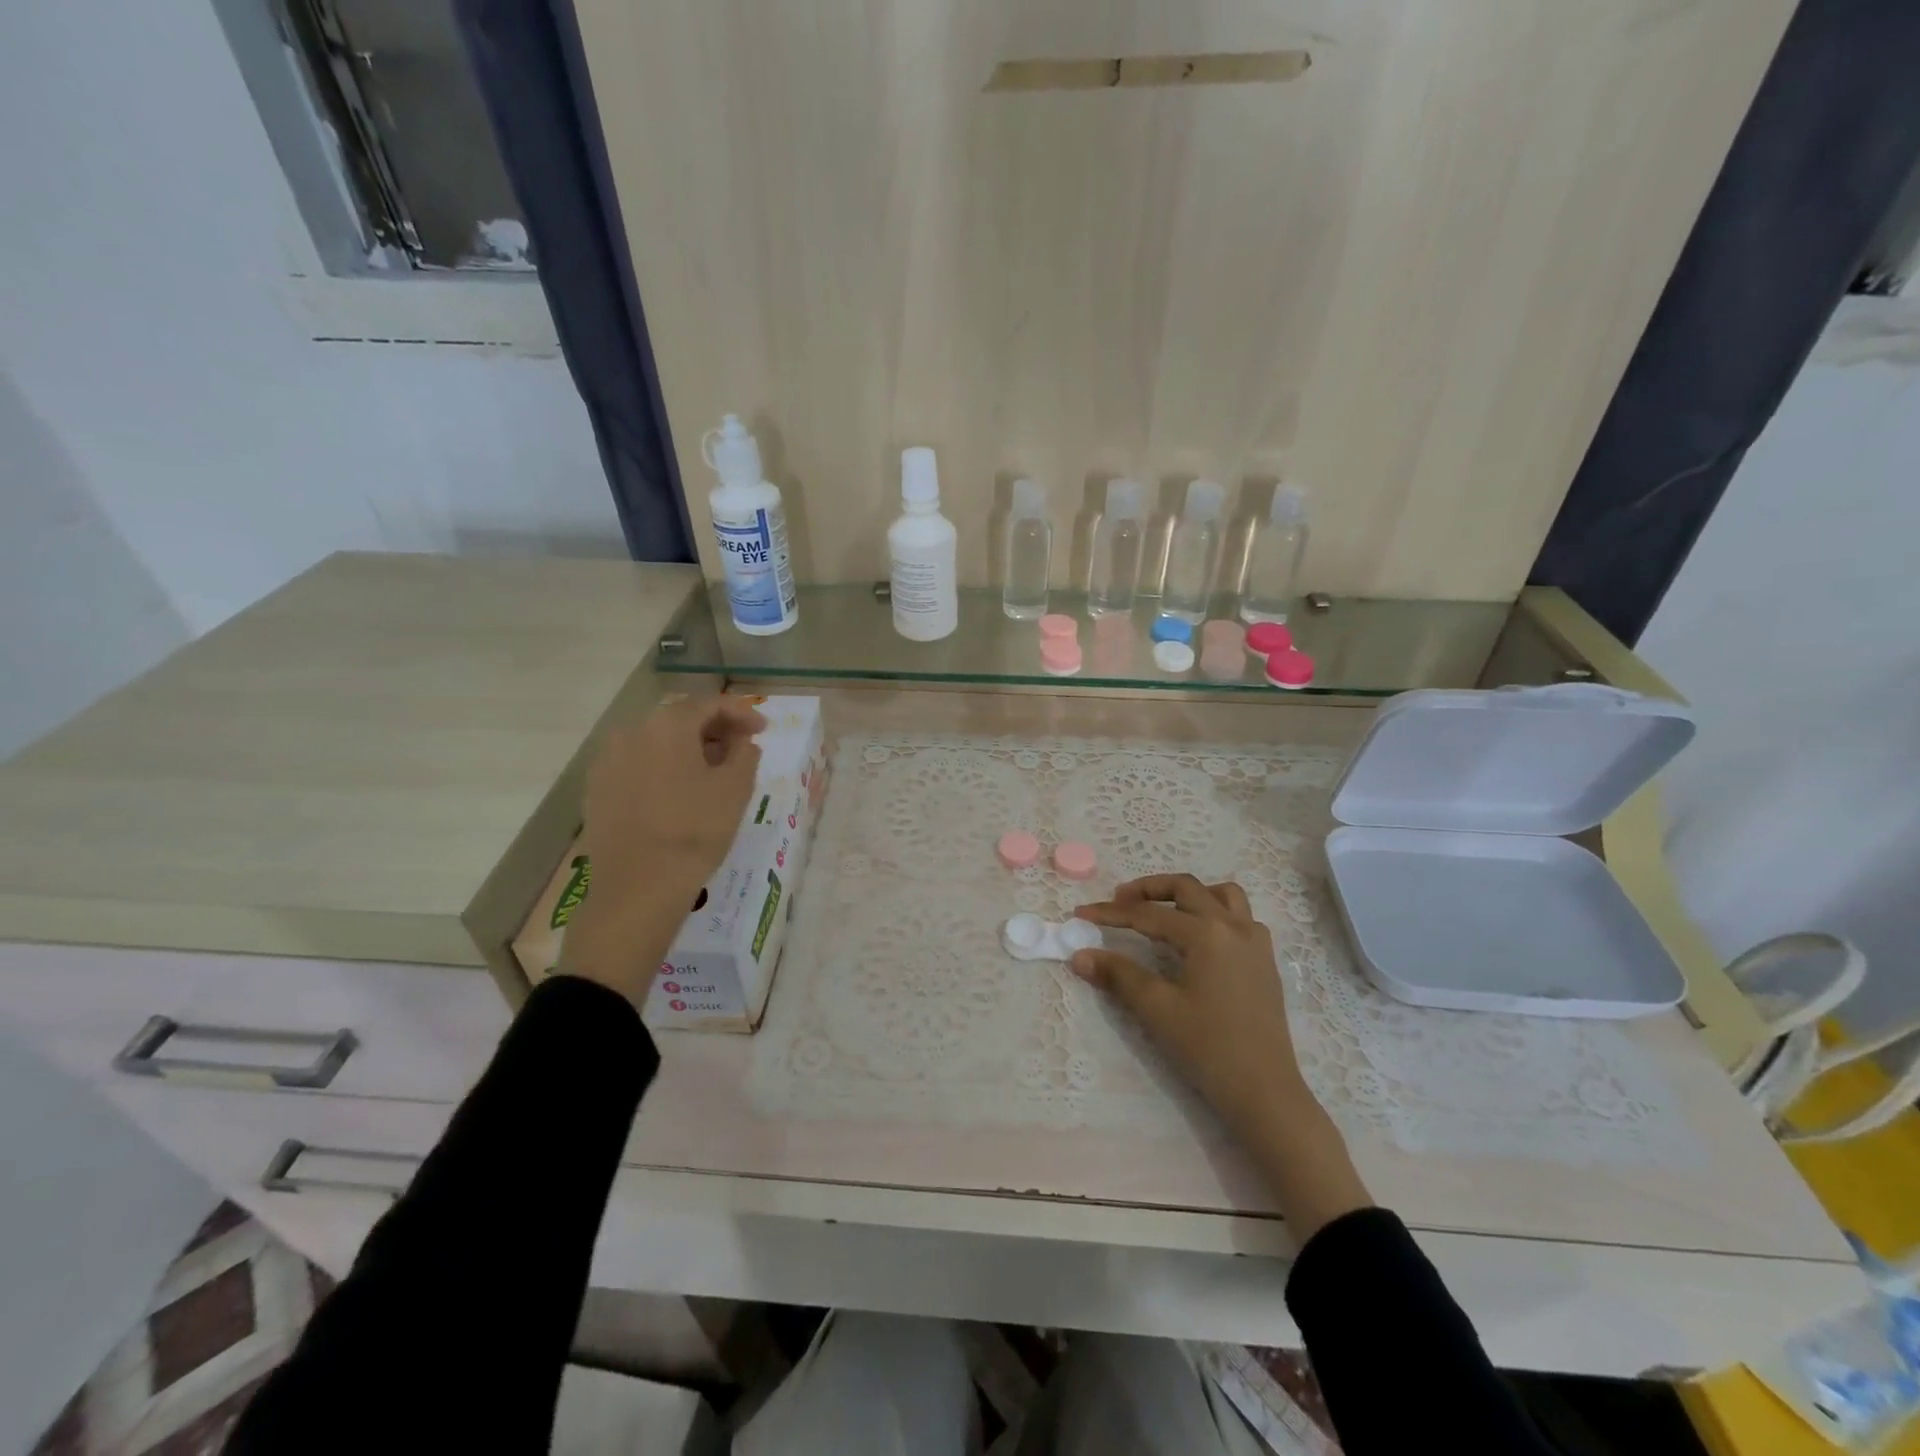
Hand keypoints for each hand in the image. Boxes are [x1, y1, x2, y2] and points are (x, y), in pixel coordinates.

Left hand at [561, 696, 764, 1006]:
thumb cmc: (695, 831)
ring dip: (687, 748)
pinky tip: (678, 791)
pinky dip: (662, 767)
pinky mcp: (596, 789)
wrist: (637, 887)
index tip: (764, 729)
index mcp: (667, 725)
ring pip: (656, 742)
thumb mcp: (735, 789)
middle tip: (741, 747)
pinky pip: (637, 765)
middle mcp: (631, 732)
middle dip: (713, 729)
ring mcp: (607, 761)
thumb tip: (741, 742)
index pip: (709, 704)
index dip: (741, 713)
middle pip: (679, 719)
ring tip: (712, 771)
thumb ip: (745, 754)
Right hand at [1071, 874, 1306, 1137]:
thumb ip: (1118, 975)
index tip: (1081, 914)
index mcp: (1206, 933)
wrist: (1265, 1092)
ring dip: (1188, 894)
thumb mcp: (1157, 1009)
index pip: (1148, 914)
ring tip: (1163, 910)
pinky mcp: (1265, 961)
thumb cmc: (1208, 1048)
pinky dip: (1216, 913)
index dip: (1111, 913)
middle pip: (1186, 888)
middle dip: (1149, 889)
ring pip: (1221, 895)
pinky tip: (1200, 938)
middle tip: (1119, 901)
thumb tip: (1079, 956)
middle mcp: (1234, 926)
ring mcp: (1255, 942)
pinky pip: (1241, 917)